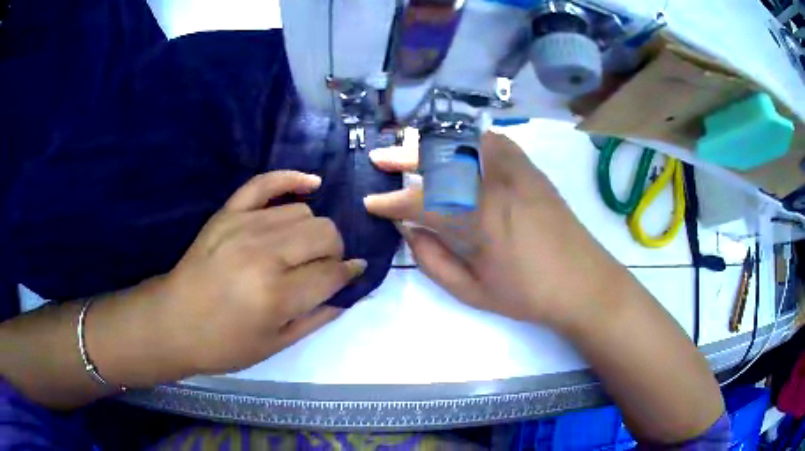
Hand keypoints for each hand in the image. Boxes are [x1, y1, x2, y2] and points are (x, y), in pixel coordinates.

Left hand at [162, 171, 364, 374]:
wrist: (173, 322)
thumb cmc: (224, 344)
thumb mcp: (275, 345)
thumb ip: (317, 317)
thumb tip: (348, 291)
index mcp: (277, 295)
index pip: (333, 272)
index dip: (348, 274)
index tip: (352, 274)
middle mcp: (264, 254)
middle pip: (324, 233)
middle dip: (334, 251)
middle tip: (323, 267)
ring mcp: (243, 227)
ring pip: (303, 212)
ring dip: (312, 231)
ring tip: (302, 247)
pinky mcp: (228, 213)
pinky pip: (266, 183)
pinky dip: (291, 179)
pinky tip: (311, 184)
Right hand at [365, 132, 625, 329]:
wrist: (584, 283)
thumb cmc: (529, 295)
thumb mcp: (473, 292)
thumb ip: (434, 262)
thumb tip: (409, 232)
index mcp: (480, 219)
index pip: (423, 201)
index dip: (392, 202)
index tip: (371, 202)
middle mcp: (497, 184)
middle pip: (442, 158)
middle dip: (404, 156)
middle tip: (380, 159)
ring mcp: (518, 172)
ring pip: (468, 141)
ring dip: (435, 142)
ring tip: (414, 147)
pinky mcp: (533, 170)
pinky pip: (495, 142)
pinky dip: (470, 139)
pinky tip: (459, 146)